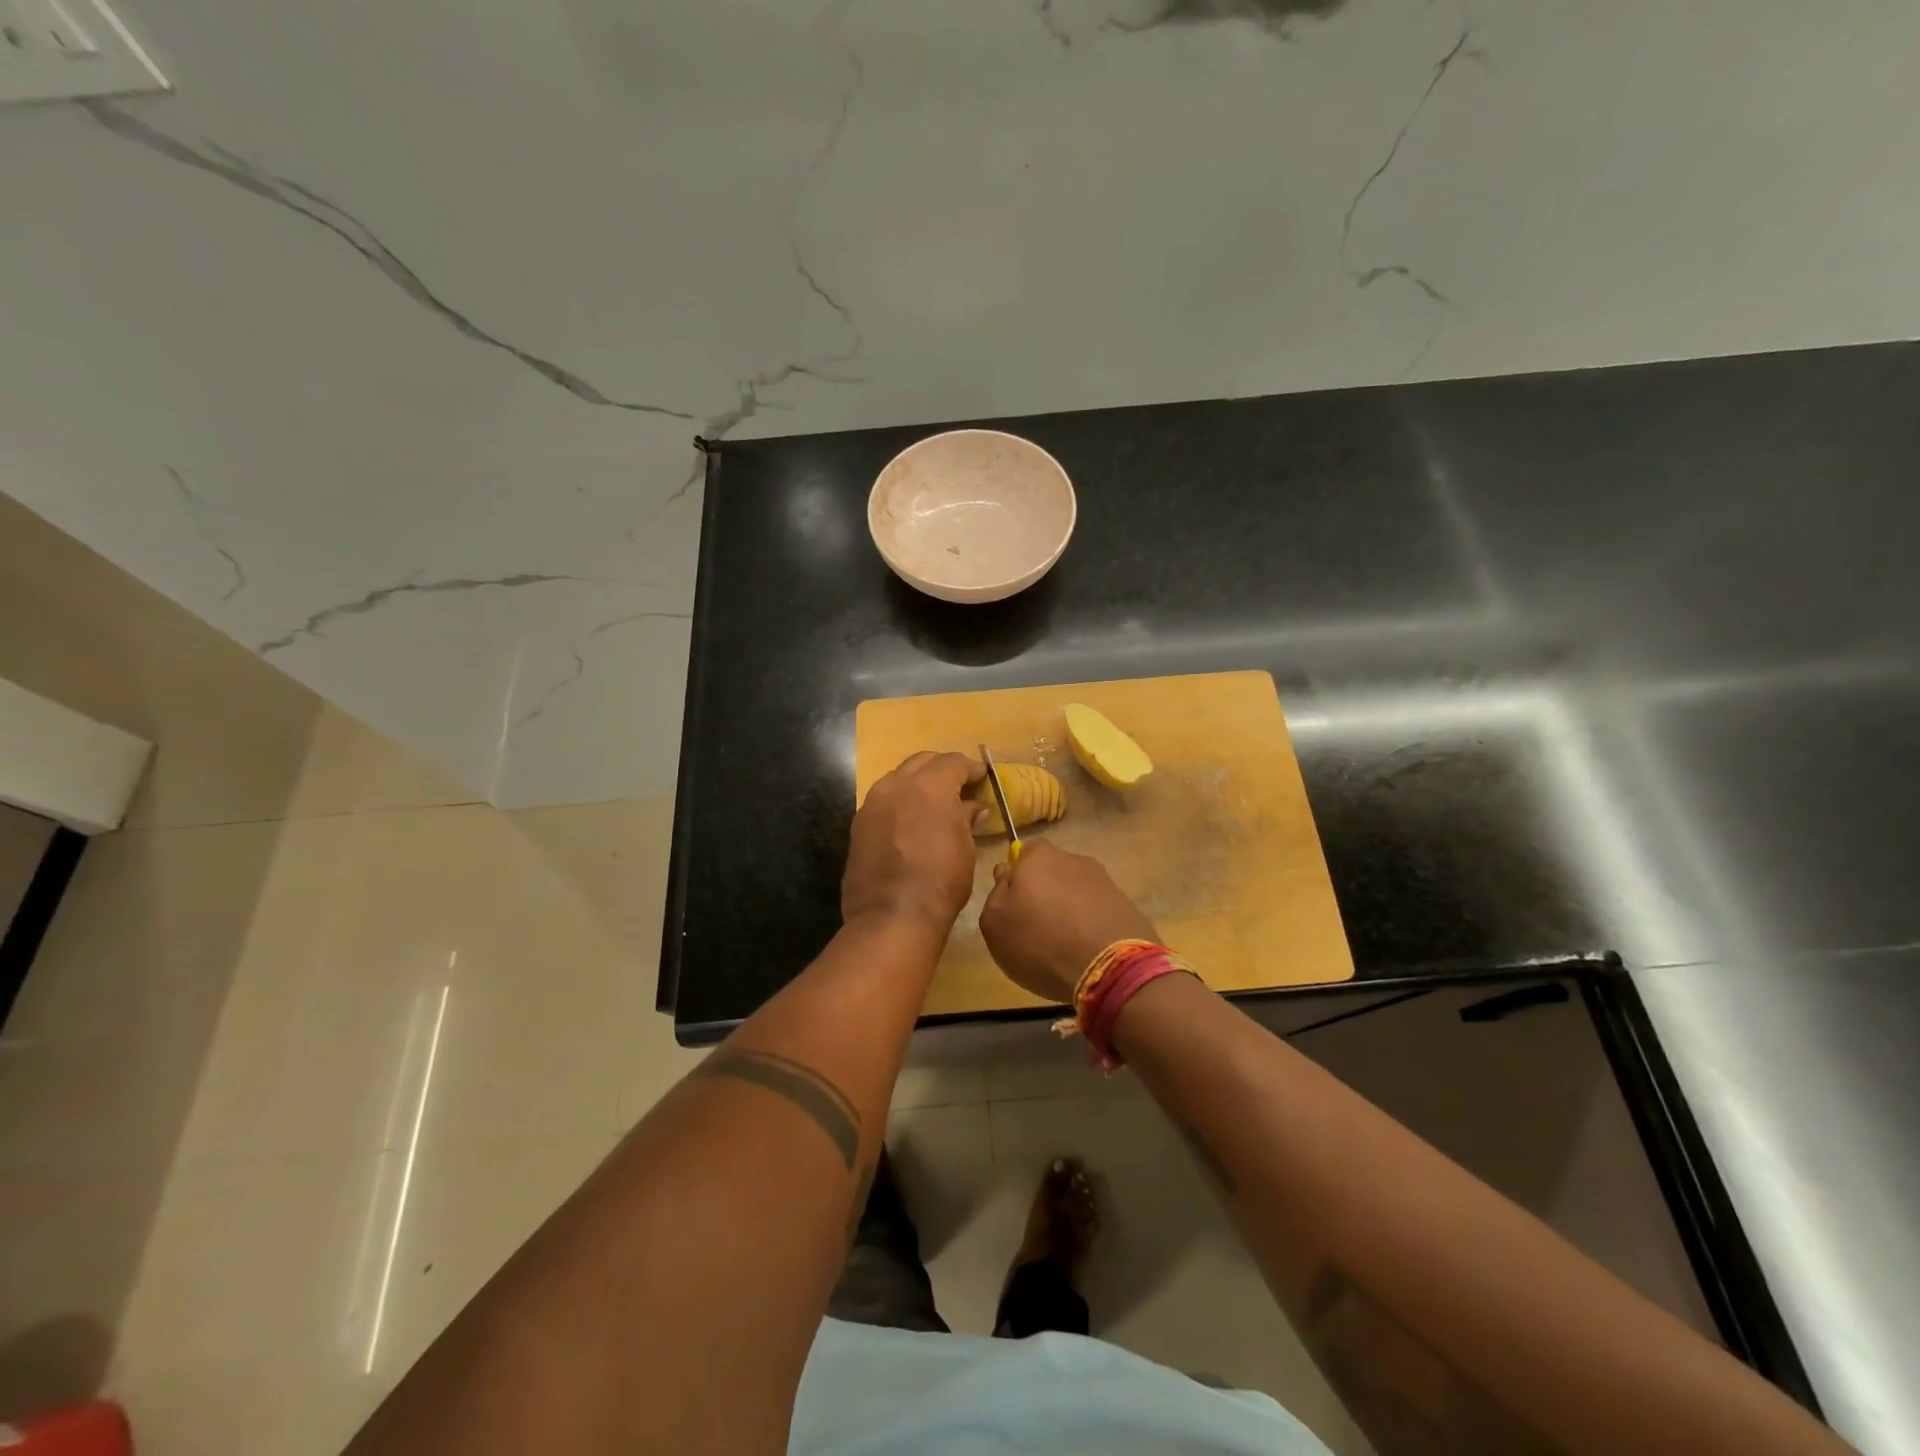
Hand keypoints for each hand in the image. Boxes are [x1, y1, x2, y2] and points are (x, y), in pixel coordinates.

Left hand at [843, 751, 984, 932]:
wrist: (891, 916)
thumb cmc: (940, 881)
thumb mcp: (965, 848)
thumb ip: (965, 819)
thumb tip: (972, 807)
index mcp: (929, 785)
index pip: (954, 762)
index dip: (971, 768)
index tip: (982, 777)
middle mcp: (897, 784)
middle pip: (923, 762)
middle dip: (943, 769)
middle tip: (959, 785)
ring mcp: (873, 802)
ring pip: (899, 778)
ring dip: (918, 783)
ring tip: (934, 802)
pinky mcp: (859, 824)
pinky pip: (884, 801)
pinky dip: (900, 802)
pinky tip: (911, 820)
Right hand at [978, 840, 1159, 1003]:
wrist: (1110, 969)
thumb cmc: (1041, 942)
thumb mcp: (995, 923)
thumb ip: (996, 893)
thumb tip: (1007, 874)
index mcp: (1039, 856)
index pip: (1023, 852)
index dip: (1016, 877)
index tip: (1014, 905)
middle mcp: (1074, 859)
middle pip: (1051, 871)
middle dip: (1044, 892)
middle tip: (1036, 926)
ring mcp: (1104, 881)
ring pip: (1076, 891)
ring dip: (1069, 909)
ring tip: (1064, 944)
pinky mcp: (1126, 905)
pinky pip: (1098, 910)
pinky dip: (1090, 924)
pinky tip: (1086, 950)